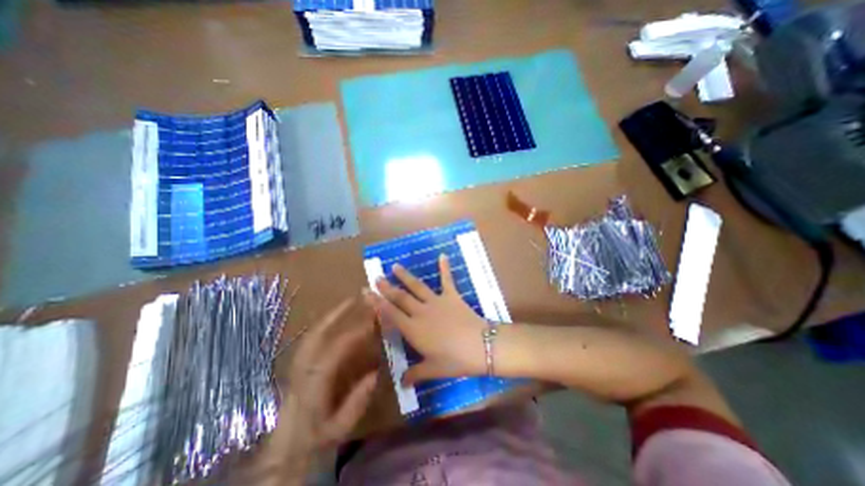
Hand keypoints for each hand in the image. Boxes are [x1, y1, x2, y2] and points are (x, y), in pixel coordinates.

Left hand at [268, 299, 379, 471]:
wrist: (284, 450)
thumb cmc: (314, 439)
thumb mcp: (339, 428)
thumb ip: (357, 402)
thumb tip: (375, 373)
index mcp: (313, 385)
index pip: (334, 351)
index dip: (354, 334)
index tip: (372, 322)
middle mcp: (302, 369)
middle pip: (317, 334)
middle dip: (337, 314)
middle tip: (356, 299)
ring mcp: (297, 364)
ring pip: (312, 333)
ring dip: (331, 315)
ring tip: (348, 303)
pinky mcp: (297, 363)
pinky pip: (311, 338)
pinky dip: (324, 324)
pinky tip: (336, 319)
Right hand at [365, 254, 488, 386]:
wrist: (480, 346)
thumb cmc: (455, 360)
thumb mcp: (433, 369)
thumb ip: (415, 374)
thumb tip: (401, 383)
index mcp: (413, 329)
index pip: (390, 313)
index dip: (377, 302)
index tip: (366, 292)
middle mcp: (421, 312)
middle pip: (400, 297)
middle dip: (386, 287)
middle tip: (376, 277)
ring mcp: (437, 301)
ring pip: (417, 287)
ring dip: (405, 276)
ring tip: (395, 266)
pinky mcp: (452, 296)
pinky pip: (447, 279)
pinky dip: (444, 267)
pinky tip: (442, 255)